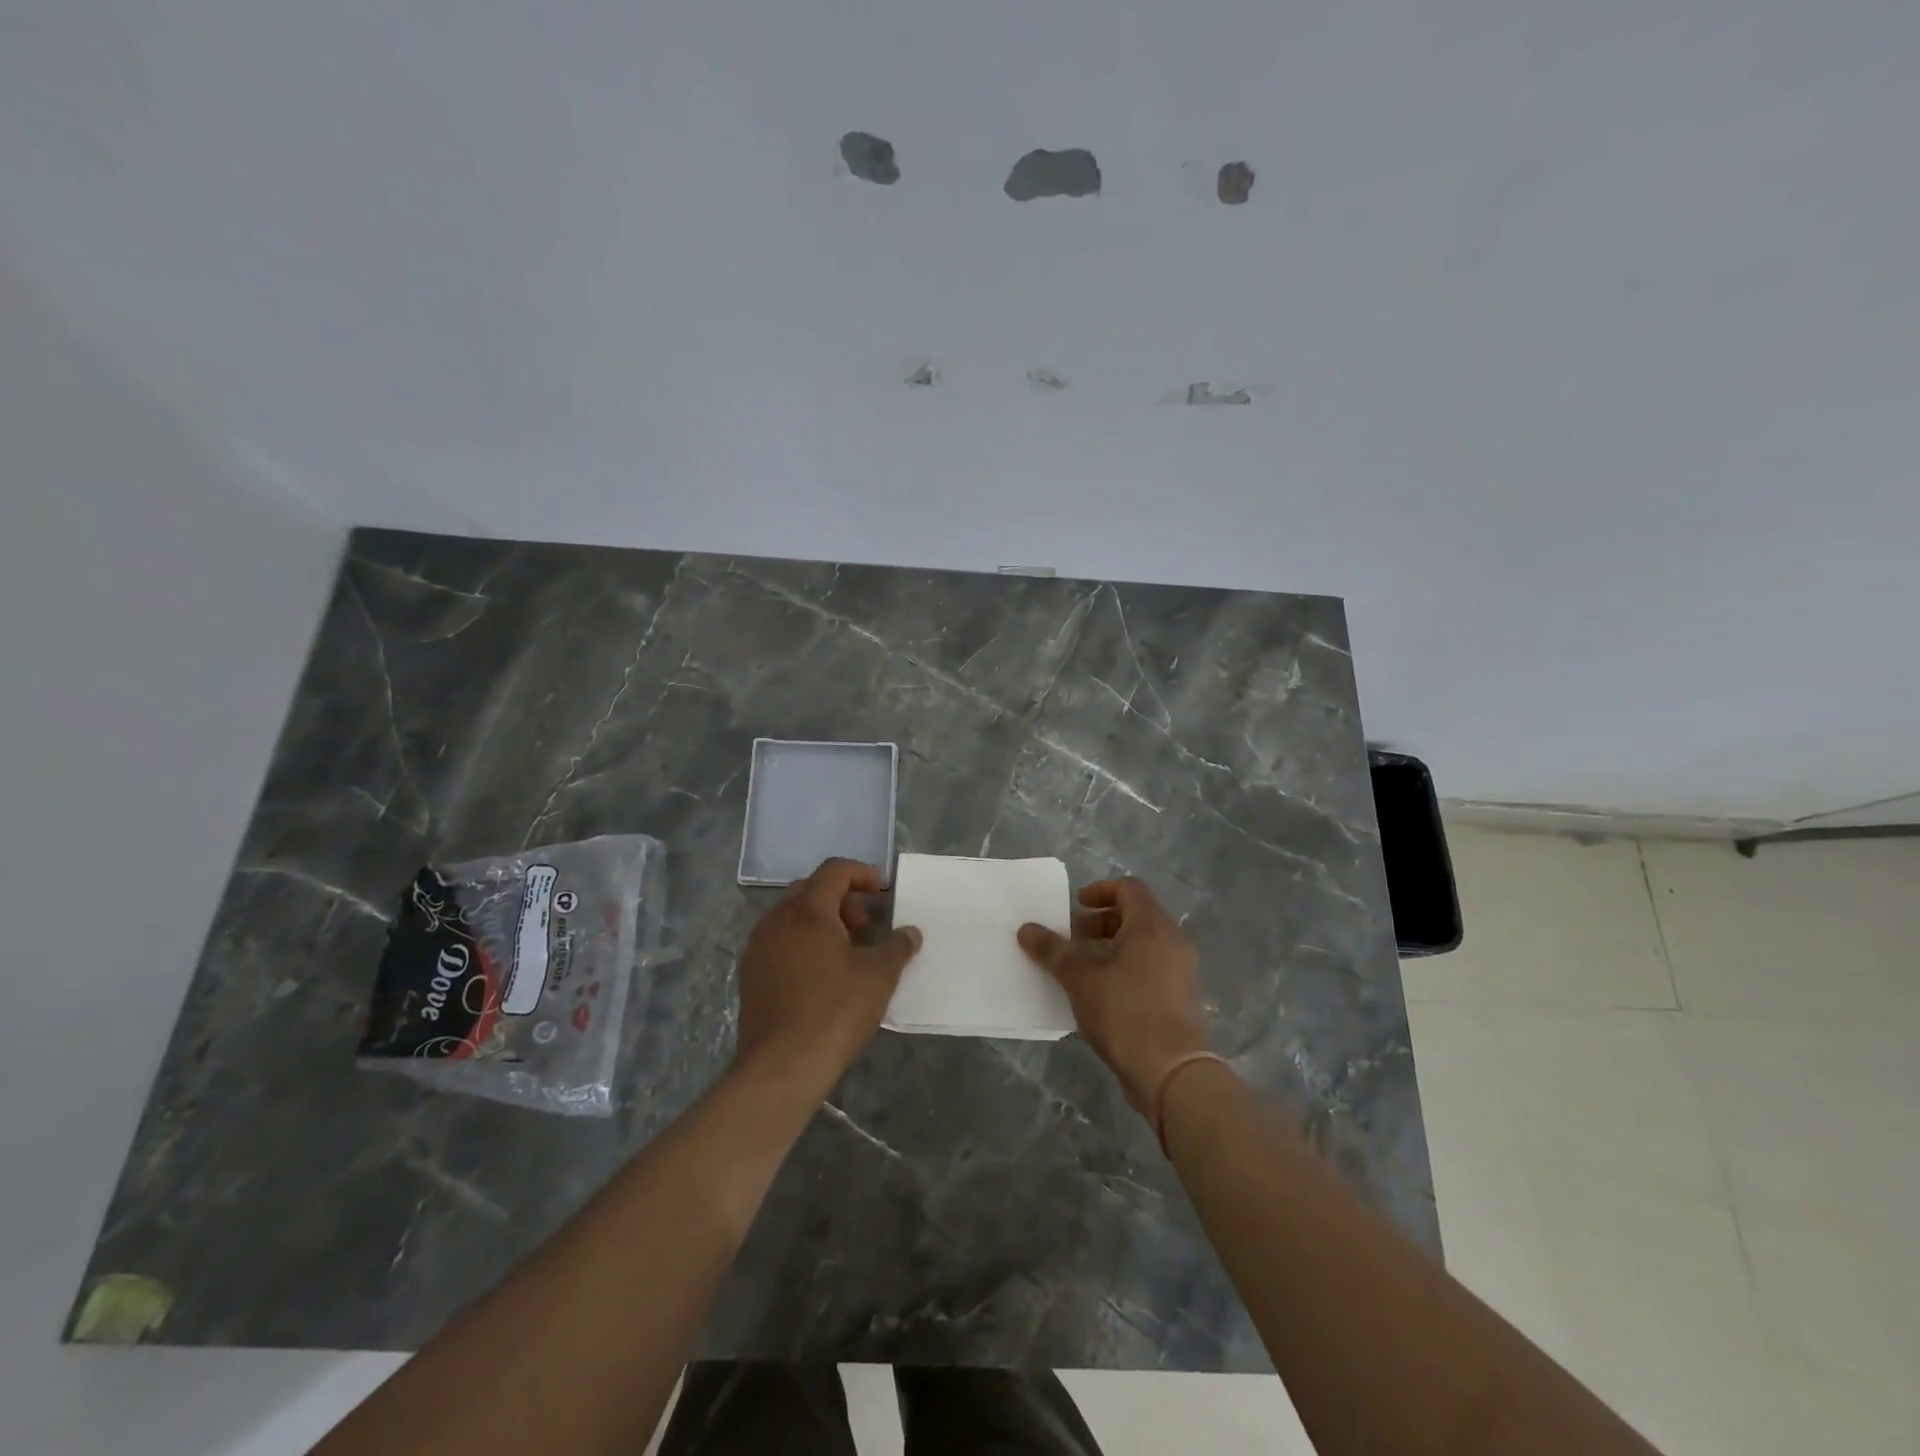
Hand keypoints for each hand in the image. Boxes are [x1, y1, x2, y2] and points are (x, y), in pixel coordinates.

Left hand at [735, 858, 921, 1089]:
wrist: (782, 1066)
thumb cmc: (836, 1010)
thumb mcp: (879, 976)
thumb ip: (898, 947)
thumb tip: (911, 933)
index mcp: (807, 910)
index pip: (834, 870)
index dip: (862, 874)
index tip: (883, 892)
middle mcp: (777, 919)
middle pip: (811, 890)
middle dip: (843, 900)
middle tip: (868, 925)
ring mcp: (758, 947)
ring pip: (793, 917)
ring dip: (823, 922)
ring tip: (850, 951)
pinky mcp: (751, 974)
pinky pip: (780, 941)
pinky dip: (804, 943)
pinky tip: (824, 974)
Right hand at [1018, 877, 1207, 1111]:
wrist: (1171, 1073)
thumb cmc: (1124, 1011)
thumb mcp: (1079, 977)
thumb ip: (1052, 949)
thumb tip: (1026, 929)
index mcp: (1152, 926)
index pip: (1129, 887)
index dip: (1100, 890)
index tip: (1075, 907)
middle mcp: (1173, 943)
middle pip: (1135, 917)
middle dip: (1099, 925)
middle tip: (1071, 942)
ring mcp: (1181, 974)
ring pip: (1142, 947)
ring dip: (1110, 951)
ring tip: (1080, 972)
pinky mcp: (1181, 1002)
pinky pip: (1150, 972)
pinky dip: (1124, 973)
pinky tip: (1099, 998)